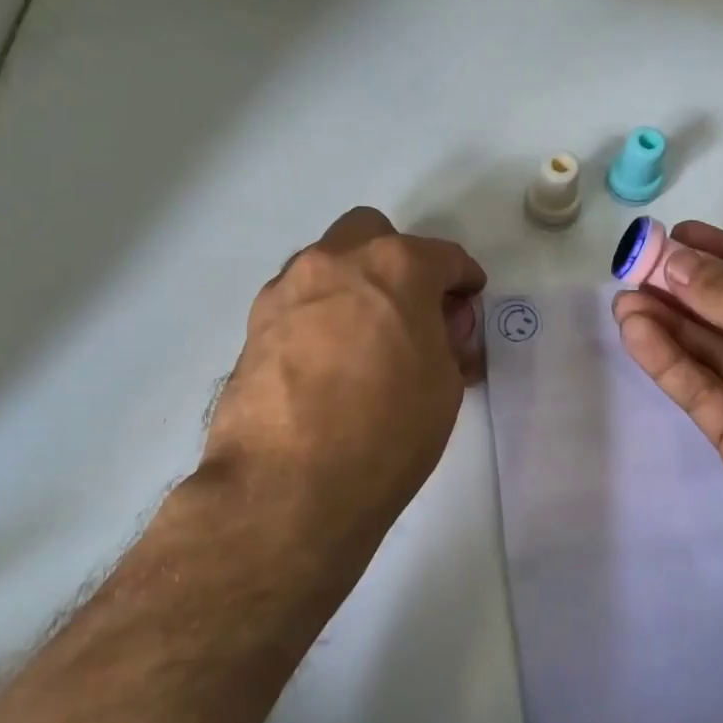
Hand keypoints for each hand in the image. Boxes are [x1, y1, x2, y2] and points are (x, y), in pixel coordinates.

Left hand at [197, 208, 485, 562]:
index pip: (443, 257)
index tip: (468, 298)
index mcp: (396, 268)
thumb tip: (435, 332)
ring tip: (365, 338)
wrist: (287, 487)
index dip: (463, 278)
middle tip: (410, 309)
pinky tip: (326, 359)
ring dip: (354, 284)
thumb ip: (446, 342)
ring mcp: (288, 290)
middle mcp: (336, 262)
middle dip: (399, 261)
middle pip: (373, 234)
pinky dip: (320, 314)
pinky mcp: (254, 324)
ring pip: (328, 262)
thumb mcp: (444, 387)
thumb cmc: (386, 433)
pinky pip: (298, 300)